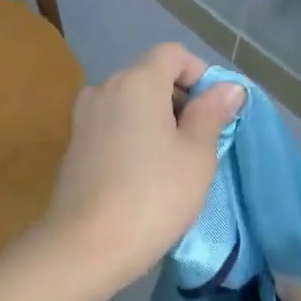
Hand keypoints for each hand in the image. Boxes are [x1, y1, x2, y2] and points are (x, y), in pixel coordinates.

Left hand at [41, 44, 245, 291]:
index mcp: (136, 81)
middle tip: (201, 141)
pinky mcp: (72, 144)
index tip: (216, 112)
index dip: (200, 74)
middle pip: (149, 75)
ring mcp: (82, 116)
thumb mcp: (196, 156)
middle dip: (179, 99)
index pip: (173, 54)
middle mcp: (103, 88)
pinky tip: (143, 172)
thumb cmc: (152, 197)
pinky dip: (132, 134)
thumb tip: (228, 87)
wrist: (85, 246)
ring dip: (155, 118)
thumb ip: (212, 114)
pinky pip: (111, 124)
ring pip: (129, 102)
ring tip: (174, 160)